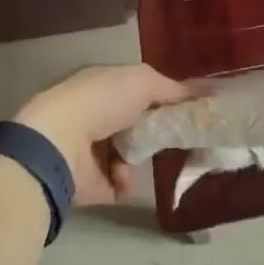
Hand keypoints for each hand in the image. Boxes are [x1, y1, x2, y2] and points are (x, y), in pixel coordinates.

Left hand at [15, 64, 191, 205]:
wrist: (60, 142)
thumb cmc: (102, 100)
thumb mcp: (144, 81)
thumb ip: (173, 88)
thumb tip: (203, 92)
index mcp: (104, 85)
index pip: (139, 91)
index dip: (163, 98)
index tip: (189, 109)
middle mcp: (96, 114)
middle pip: (137, 124)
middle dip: (157, 131)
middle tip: (179, 136)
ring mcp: (91, 150)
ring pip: (130, 155)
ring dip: (141, 157)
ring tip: (141, 156)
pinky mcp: (89, 183)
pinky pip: (119, 184)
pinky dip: (126, 180)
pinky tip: (122, 174)